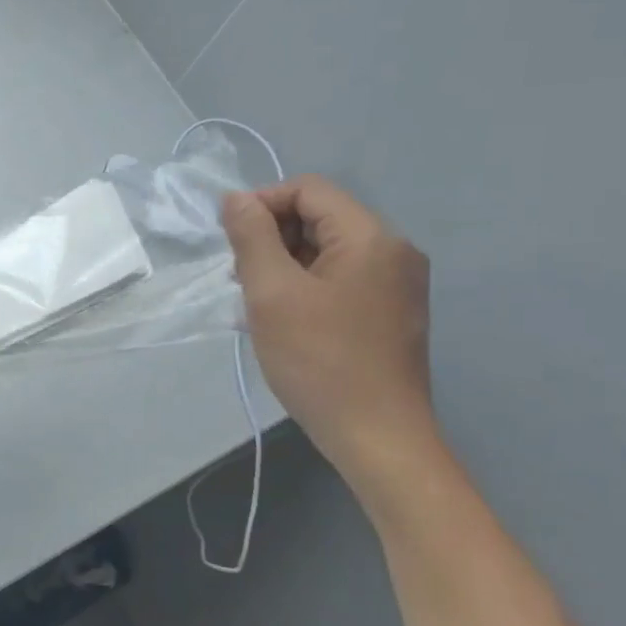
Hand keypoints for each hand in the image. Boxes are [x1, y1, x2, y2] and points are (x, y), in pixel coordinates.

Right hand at [221, 177, 438, 477]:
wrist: (377, 436)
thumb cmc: (319, 360)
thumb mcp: (272, 293)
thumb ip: (252, 237)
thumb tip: (236, 198)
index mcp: (371, 238)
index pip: (309, 189)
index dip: (262, 204)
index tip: (230, 242)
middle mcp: (393, 251)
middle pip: (320, 217)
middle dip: (272, 237)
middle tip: (241, 278)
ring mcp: (396, 283)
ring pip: (326, 250)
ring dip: (283, 264)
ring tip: (257, 303)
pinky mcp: (389, 311)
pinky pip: (339, 278)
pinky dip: (304, 286)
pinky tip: (282, 319)